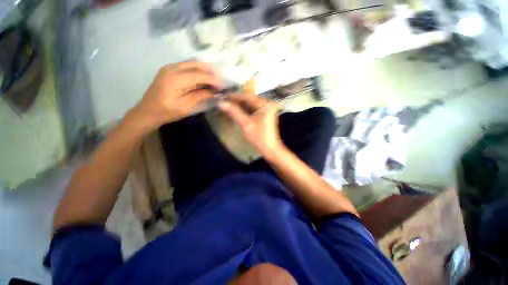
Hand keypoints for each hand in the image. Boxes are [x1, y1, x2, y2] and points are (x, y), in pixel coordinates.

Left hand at [134, 61, 222, 129]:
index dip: (213, 79)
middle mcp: (172, 68)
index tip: (223, 86)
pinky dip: (196, 70)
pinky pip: (186, 66)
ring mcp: (169, 68)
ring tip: (214, 78)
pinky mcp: (168, 70)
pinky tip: (203, 77)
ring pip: (191, 63)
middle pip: (195, 64)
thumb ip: (200, 96)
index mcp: (175, 79)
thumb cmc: (166, 112)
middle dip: (210, 71)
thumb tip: (214, 91)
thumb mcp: (185, 107)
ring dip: (204, 69)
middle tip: (220, 79)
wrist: (147, 112)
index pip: (199, 75)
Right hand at [217, 93, 282, 155]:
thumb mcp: (245, 123)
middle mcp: (267, 103)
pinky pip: (253, 109)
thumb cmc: (259, 136)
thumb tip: (220, 103)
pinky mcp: (265, 114)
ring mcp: (267, 109)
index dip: (235, 96)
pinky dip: (245, 110)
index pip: (247, 96)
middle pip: (249, 99)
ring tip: (228, 105)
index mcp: (265, 104)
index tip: (223, 96)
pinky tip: (236, 110)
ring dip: (240, 105)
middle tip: (224, 101)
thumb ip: (234, 112)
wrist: (269, 148)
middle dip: (237, 101)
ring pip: (251, 104)